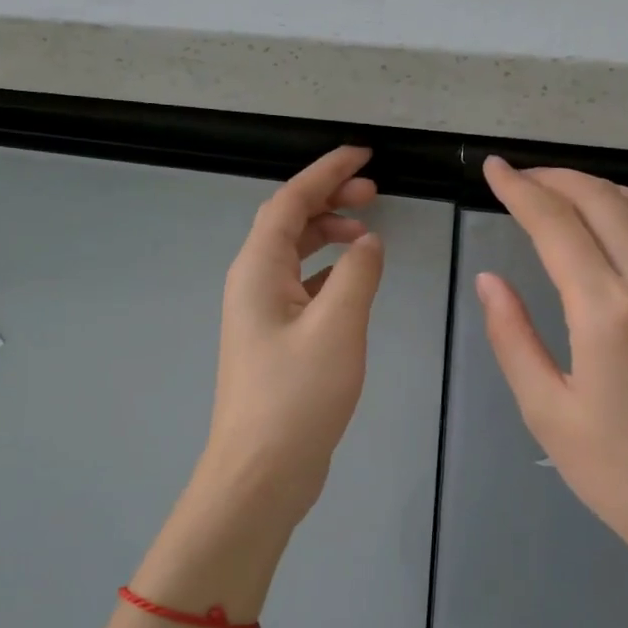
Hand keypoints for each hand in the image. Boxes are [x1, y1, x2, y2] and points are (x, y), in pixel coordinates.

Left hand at [194, 146, 385, 530]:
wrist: (261, 472)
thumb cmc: (296, 396)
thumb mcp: (337, 326)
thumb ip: (358, 274)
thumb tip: (367, 243)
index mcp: (258, 270)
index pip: (290, 201)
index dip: (325, 172)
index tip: (363, 155)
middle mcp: (253, 283)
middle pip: (289, 223)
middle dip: (330, 199)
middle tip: (375, 192)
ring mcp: (262, 314)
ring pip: (296, 255)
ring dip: (330, 235)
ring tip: (370, 233)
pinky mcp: (276, 341)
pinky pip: (303, 287)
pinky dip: (330, 272)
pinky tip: (356, 281)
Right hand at [476, 158, 627, 569]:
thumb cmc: (616, 474)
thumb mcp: (546, 411)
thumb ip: (513, 337)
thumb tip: (490, 280)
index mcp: (606, 314)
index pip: (556, 226)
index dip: (519, 190)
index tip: (492, 169)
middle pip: (601, 201)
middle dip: (554, 178)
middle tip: (516, 177)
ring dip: (594, 188)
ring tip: (555, 192)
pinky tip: (606, 224)